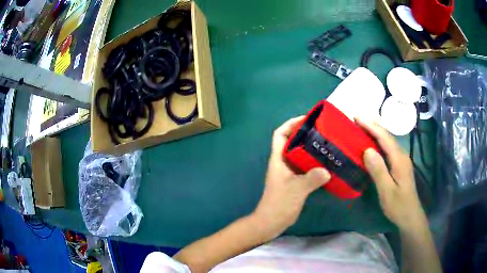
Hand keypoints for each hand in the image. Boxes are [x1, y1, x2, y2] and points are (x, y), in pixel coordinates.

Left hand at [253, 116, 330, 240]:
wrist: (271, 222)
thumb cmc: (279, 204)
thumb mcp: (296, 189)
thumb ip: (312, 178)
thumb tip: (328, 170)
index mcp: (278, 159)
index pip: (280, 134)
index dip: (291, 124)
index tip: (307, 119)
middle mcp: (283, 163)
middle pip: (292, 142)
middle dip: (305, 134)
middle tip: (323, 131)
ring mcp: (288, 173)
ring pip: (300, 155)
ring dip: (311, 149)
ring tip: (328, 145)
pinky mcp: (295, 182)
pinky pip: (306, 167)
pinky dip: (315, 164)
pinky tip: (327, 165)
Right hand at [356, 118, 426, 231]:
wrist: (410, 216)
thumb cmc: (398, 206)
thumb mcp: (387, 191)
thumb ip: (378, 170)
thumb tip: (367, 150)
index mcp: (399, 159)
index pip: (384, 137)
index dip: (371, 126)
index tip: (356, 117)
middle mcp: (401, 155)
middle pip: (387, 136)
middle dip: (372, 125)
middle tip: (356, 119)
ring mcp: (401, 160)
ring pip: (388, 141)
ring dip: (375, 132)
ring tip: (361, 127)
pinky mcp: (399, 166)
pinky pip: (388, 149)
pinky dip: (378, 142)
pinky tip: (372, 144)